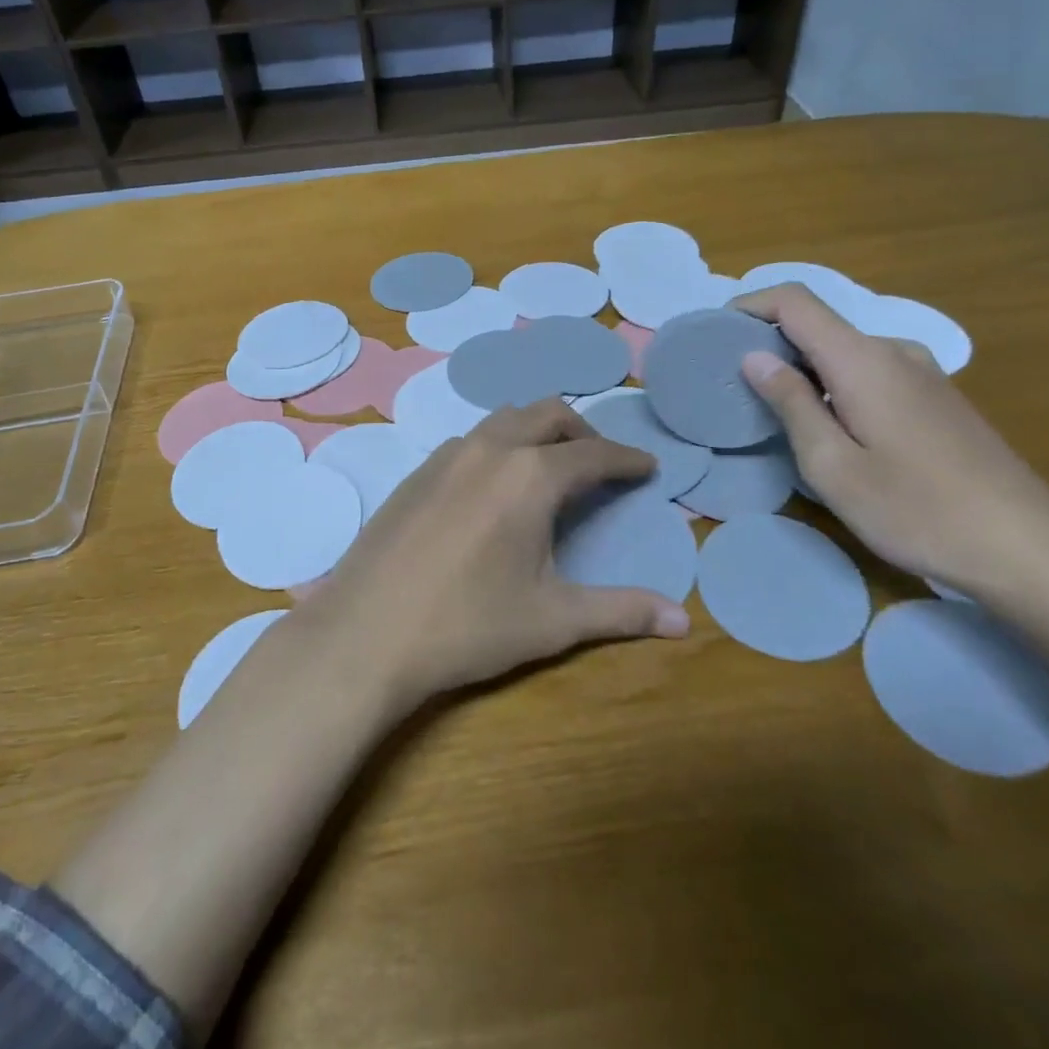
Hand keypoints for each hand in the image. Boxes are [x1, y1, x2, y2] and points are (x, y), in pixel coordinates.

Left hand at [300, 398, 691, 711]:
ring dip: (535, 432)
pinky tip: (492, 488)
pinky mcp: (416, 473)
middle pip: (547, 415)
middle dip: (582, 431)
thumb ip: (620, 611)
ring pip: (503, 420)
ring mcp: (446, 456)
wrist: (365, 634)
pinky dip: (497, 446)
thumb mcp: (552, 619)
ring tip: (548, 468)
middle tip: (600, 464)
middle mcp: (490, 449)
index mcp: (531, 476)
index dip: (626, 459)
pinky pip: (470, 441)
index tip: (646, 467)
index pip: (594, 453)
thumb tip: (683, 621)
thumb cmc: (467, 625)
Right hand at [730, 284, 1048, 598]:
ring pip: (843, 352)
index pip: (795, 302)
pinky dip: (833, 384)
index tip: (715, 334)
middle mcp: (894, 351)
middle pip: (818, 325)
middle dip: (769, 343)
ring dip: (802, 368)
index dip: (750, 305)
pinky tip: (828, 428)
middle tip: (733, 385)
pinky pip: (868, 372)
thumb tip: (754, 357)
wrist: (1026, 547)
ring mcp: (921, 373)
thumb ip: (791, 404)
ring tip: (773, 411)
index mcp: (863, 360)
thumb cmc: (916, 510)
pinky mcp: (936, 397)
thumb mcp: (833, 465)